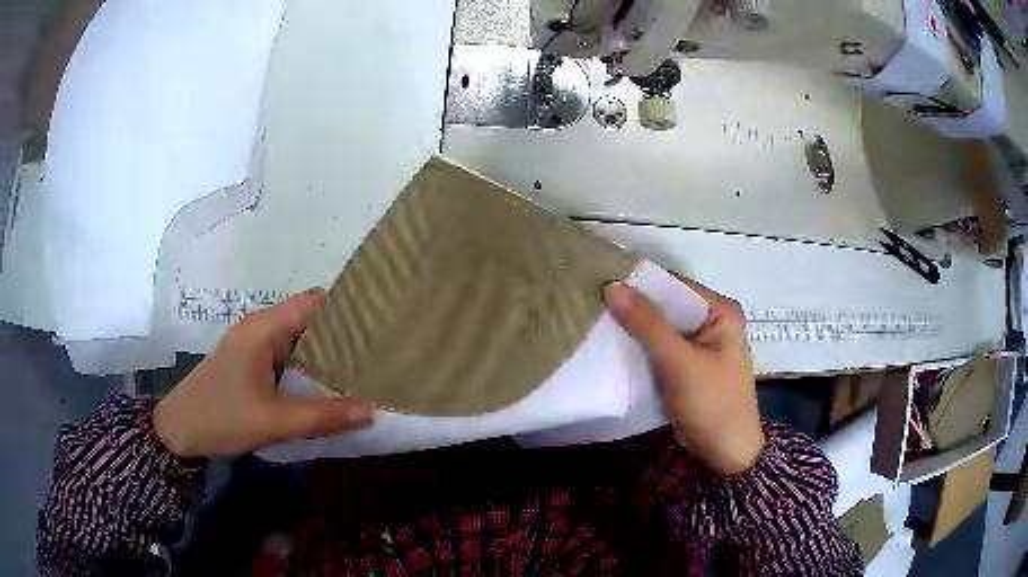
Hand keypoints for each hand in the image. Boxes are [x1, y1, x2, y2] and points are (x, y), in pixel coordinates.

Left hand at [153, 290, 373, 458]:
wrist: (179, 431)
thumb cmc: (222, 417)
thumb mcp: (275, 421)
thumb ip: (323, 416)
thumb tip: (371, 412)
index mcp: (265, 327)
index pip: (315, 302)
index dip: (347, 306)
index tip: (381, 321)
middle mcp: (260, 327)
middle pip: (310, 318)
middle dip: (343, 333)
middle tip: (381, 352)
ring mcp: (253, 345)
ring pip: (299, 339)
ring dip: (327, 353)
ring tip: (364, 368)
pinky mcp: (249, 363)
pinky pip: (287, 356)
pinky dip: (309, 366)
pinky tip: (328, 385)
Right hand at [605, 278, 764, 476]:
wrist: (725, 455)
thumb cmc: (711, 403)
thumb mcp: (678, 362)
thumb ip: (646, 323)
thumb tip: (612, 285)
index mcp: (721, 311)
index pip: (675, 285)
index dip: (640, 283)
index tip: (601, 283)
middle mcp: (713, 321)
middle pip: (668, 306)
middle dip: (634, 307)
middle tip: (592, 303)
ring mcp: (701, 345)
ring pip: (662, 328)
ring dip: (634, 328)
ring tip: (595, 321)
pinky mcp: (689, 366)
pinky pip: (661, 348)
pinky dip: (641, 348)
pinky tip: (613, 345)